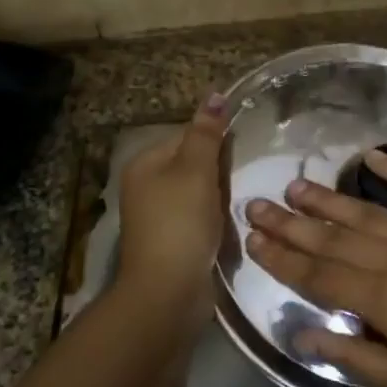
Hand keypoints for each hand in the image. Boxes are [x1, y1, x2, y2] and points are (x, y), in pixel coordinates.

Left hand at [116, 94, 226, 332]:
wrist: (168, 292)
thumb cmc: (181, 223)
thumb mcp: (196, 170)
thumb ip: (206, 133)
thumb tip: (215, 94)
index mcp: (144, 163)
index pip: (186, 135)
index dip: (214, 141)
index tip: (239, 153)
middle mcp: (145, 186)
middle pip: (191, 163)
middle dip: (218, 170)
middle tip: (243, 178)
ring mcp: (156, 216)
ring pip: (198, 192)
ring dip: (219, 196)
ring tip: (240, 201)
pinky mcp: (171, 241)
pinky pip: (198, 218)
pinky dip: (214, 219)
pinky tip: (229, 225)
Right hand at [245, 149, 386, 386]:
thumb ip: (354, 356)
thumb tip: (302, 334)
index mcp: (386, 300)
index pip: (321, 276)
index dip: (283, 259)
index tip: (252, 240)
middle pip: (336, 240)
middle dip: (292, 224)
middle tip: (256, 205)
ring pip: (369, 214)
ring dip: (329, 200)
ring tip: (296, 186)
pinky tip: (372, 157)